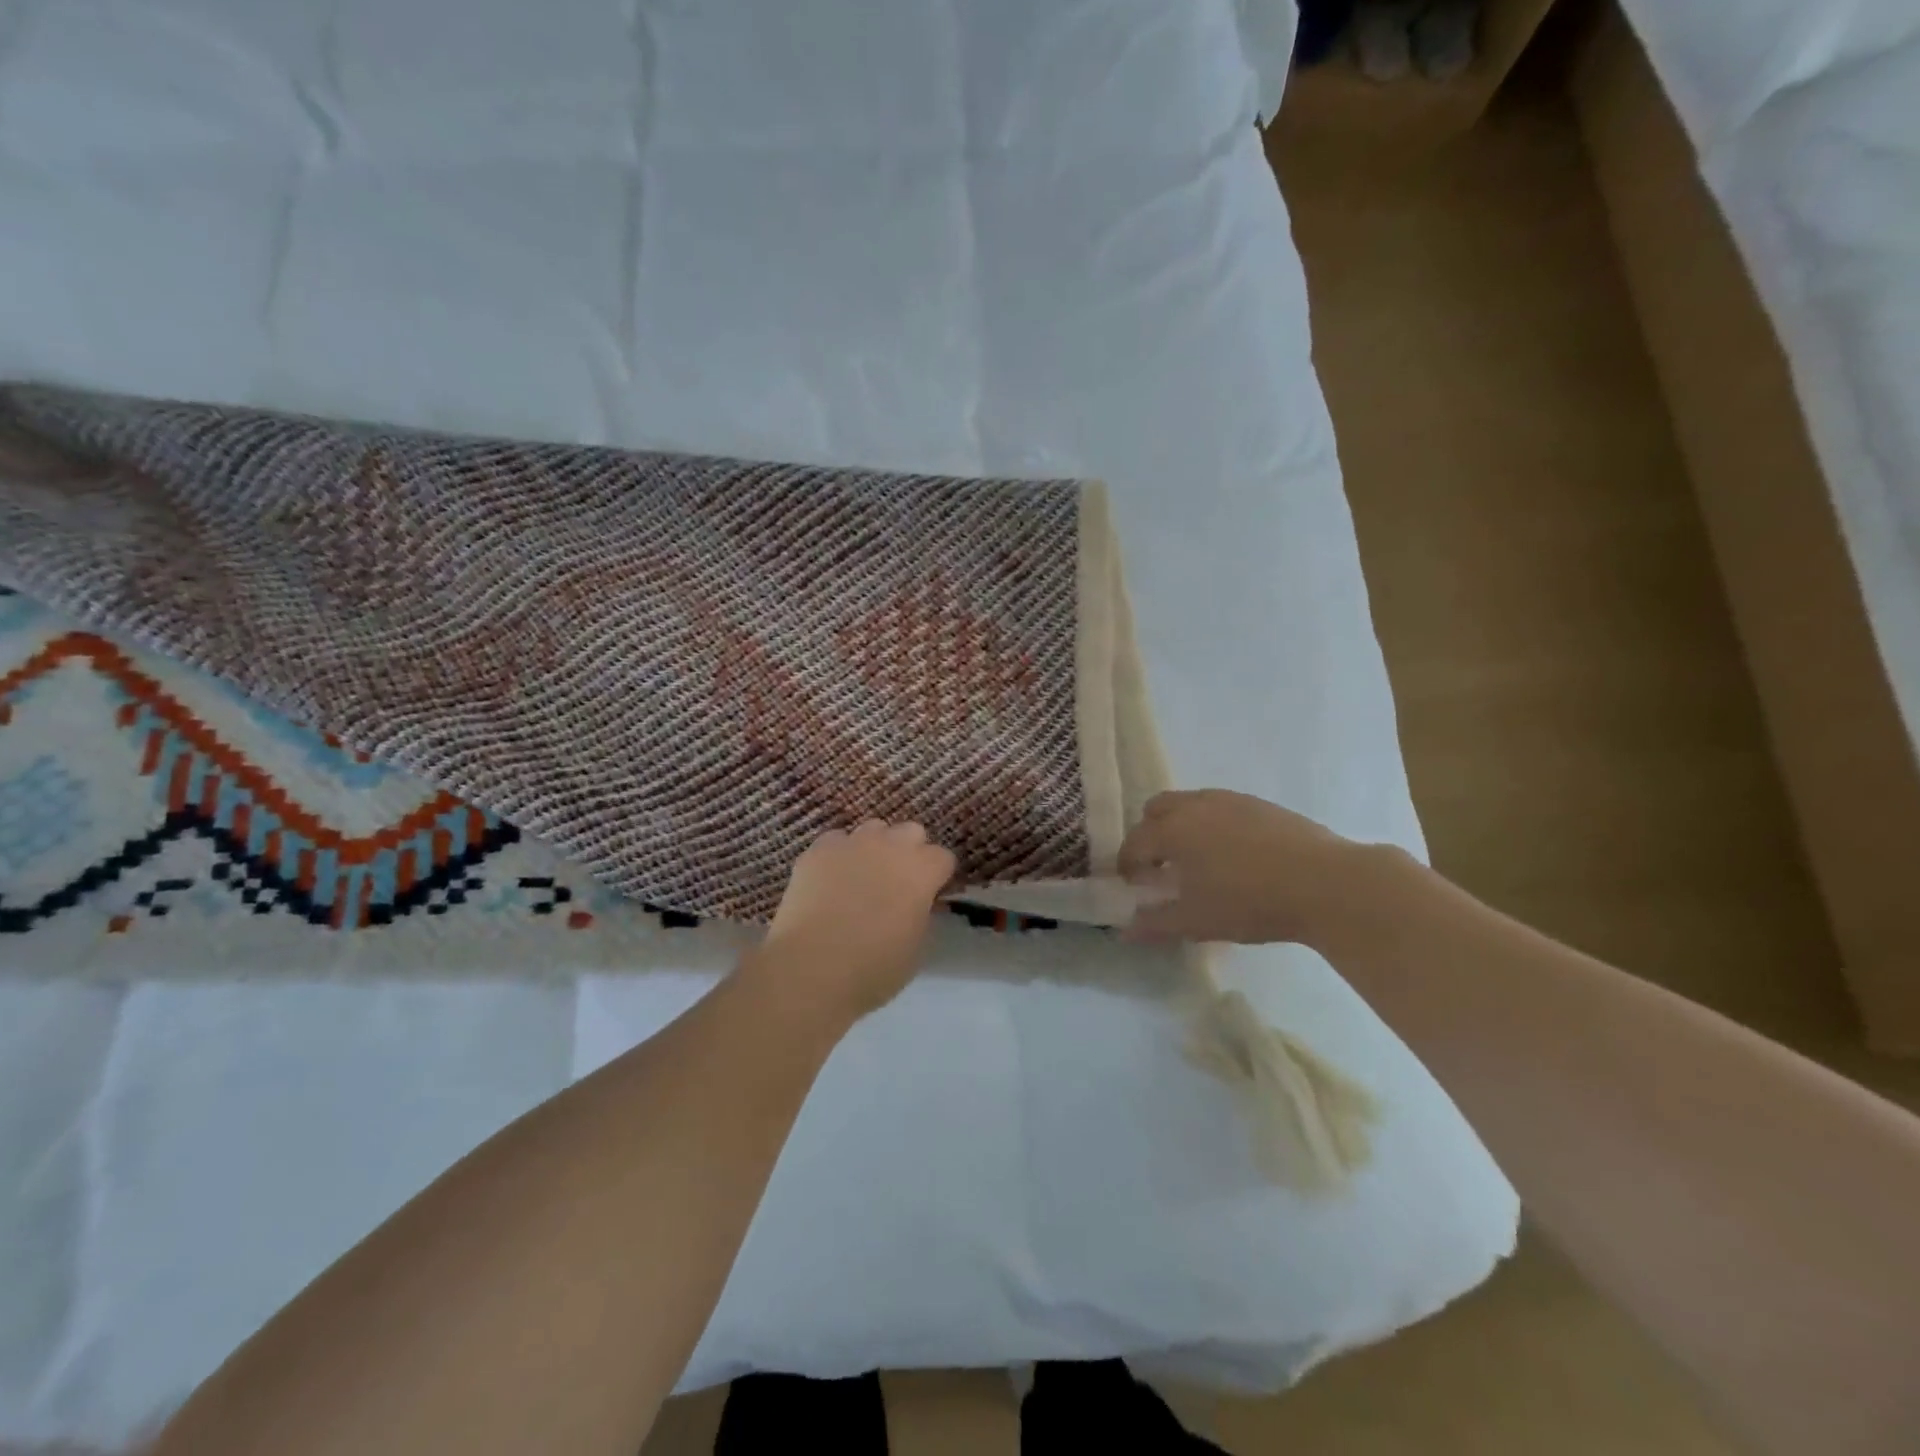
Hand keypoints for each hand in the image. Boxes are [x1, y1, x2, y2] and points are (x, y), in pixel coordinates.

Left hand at [760, 819, 956, 1015]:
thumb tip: (919, 903)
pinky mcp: (818, 850)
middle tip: (898, 883)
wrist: (812, 968)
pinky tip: (830, 879)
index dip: (937, 877)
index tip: (930, 896)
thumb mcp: (916, 948)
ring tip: (862, 876)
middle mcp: (891, 846)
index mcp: (922, 870)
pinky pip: (836, 841)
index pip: (943, 858)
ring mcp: (852, 843)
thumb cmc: (874, 968)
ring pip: (873, 829)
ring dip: (875, 848)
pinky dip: (839, 855)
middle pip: (911, 832)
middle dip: (910, 852)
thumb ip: (922, 914)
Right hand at [1118, 789, 1384, 947]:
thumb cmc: (1250, 902)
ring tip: (1199, 860)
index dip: (1128, 864)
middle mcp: (1195, 806)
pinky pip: (1221, 807)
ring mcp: (1230, 800)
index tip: (1131, 884)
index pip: (1135, 842)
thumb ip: (1156, 924)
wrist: (1326, 883)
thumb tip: (1124, 931)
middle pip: (1156, 809)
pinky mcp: (1260, 804)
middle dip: (1150, 834)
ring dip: (1181, 825)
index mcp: (1172, 830)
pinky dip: (1212, 824)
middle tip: (1161, 866)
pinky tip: (1235, 855)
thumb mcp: (1197, 921)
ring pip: (1190, 803)